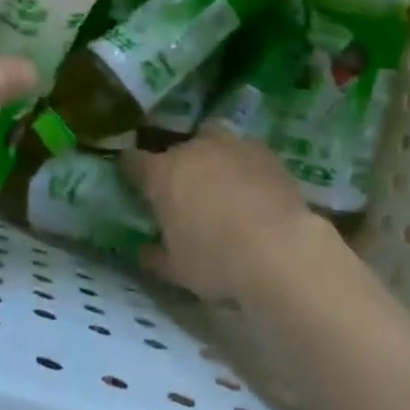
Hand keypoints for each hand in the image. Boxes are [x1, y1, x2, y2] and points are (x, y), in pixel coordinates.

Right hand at [123, 126, 335, 299]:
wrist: (280, 249)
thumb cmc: (217, 261)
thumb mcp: (177, 270)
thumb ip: (155, 256)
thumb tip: (143, 251)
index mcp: (162, 174)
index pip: (133, 161)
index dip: (130, 169)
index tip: (131, 179)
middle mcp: (192, 149)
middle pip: (176, 149)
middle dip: (177, 165)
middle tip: (184, 191)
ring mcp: (230, 145)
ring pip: (211, 139)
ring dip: (210, 156)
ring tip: (220, 181)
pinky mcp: (264, 151)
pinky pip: (245, 151)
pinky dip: (243, 164)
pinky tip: (253, 185)